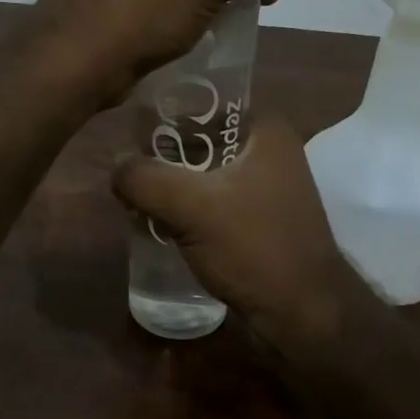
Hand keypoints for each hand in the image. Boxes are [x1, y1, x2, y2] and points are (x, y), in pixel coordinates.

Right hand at [113, 116, 363, 349]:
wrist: (303, 317)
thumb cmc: (255, 248)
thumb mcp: (191, 206)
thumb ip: (145, 178)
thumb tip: (116, 166)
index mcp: (266, 131)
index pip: (207, 102)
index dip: (167, 111)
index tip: (130, 127)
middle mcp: (269, 152)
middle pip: (201, 139)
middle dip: (162, 154)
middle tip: (126, 168)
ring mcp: (265, 189)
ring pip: (203, 173)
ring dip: (170, 184)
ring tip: (133, 195)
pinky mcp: (256, 222)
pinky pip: (211, 202)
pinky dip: (185, 208)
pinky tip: (155, 221)